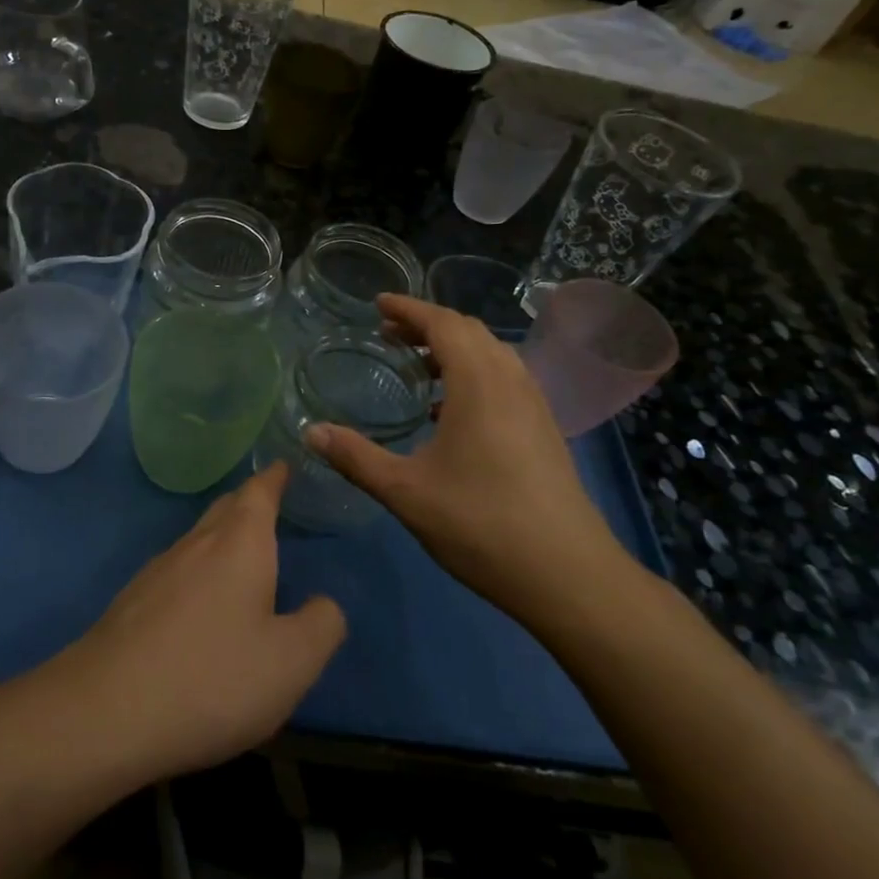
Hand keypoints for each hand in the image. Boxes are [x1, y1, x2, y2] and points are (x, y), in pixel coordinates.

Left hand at [56, 464, 346, 781]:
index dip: (274, 478)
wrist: (105, 712)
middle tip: (271, 506)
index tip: (284, 465)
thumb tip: (323, 603)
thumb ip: (321, 625)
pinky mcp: (131, 602)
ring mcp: (157, 571)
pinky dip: (199, 572)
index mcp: (239, 543)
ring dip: (222, 538)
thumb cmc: (212, 677)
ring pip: (198, 540)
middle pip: (225, 509)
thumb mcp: (291, 662)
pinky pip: (177, 571)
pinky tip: (201, 605)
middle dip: (249, 503)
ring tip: (242, 556)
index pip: (259, 492)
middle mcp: (196, 544)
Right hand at [306, 293, 632, 618]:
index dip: (409, 308)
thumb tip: (311, 431)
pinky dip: (474, 375)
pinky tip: (450, 412)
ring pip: (492, 355)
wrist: (567, 575)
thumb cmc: (480, 524)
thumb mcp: (405, 491)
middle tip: (389, 335)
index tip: (378, 304)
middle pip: (469, 332)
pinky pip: (505, 379)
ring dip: (453, 350)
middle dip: (427, 325)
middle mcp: (511, 381)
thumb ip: (355, 457)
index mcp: (479, 383)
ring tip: (417, 369)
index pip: (443, 323)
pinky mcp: (545, 429)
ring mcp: (534, 405)